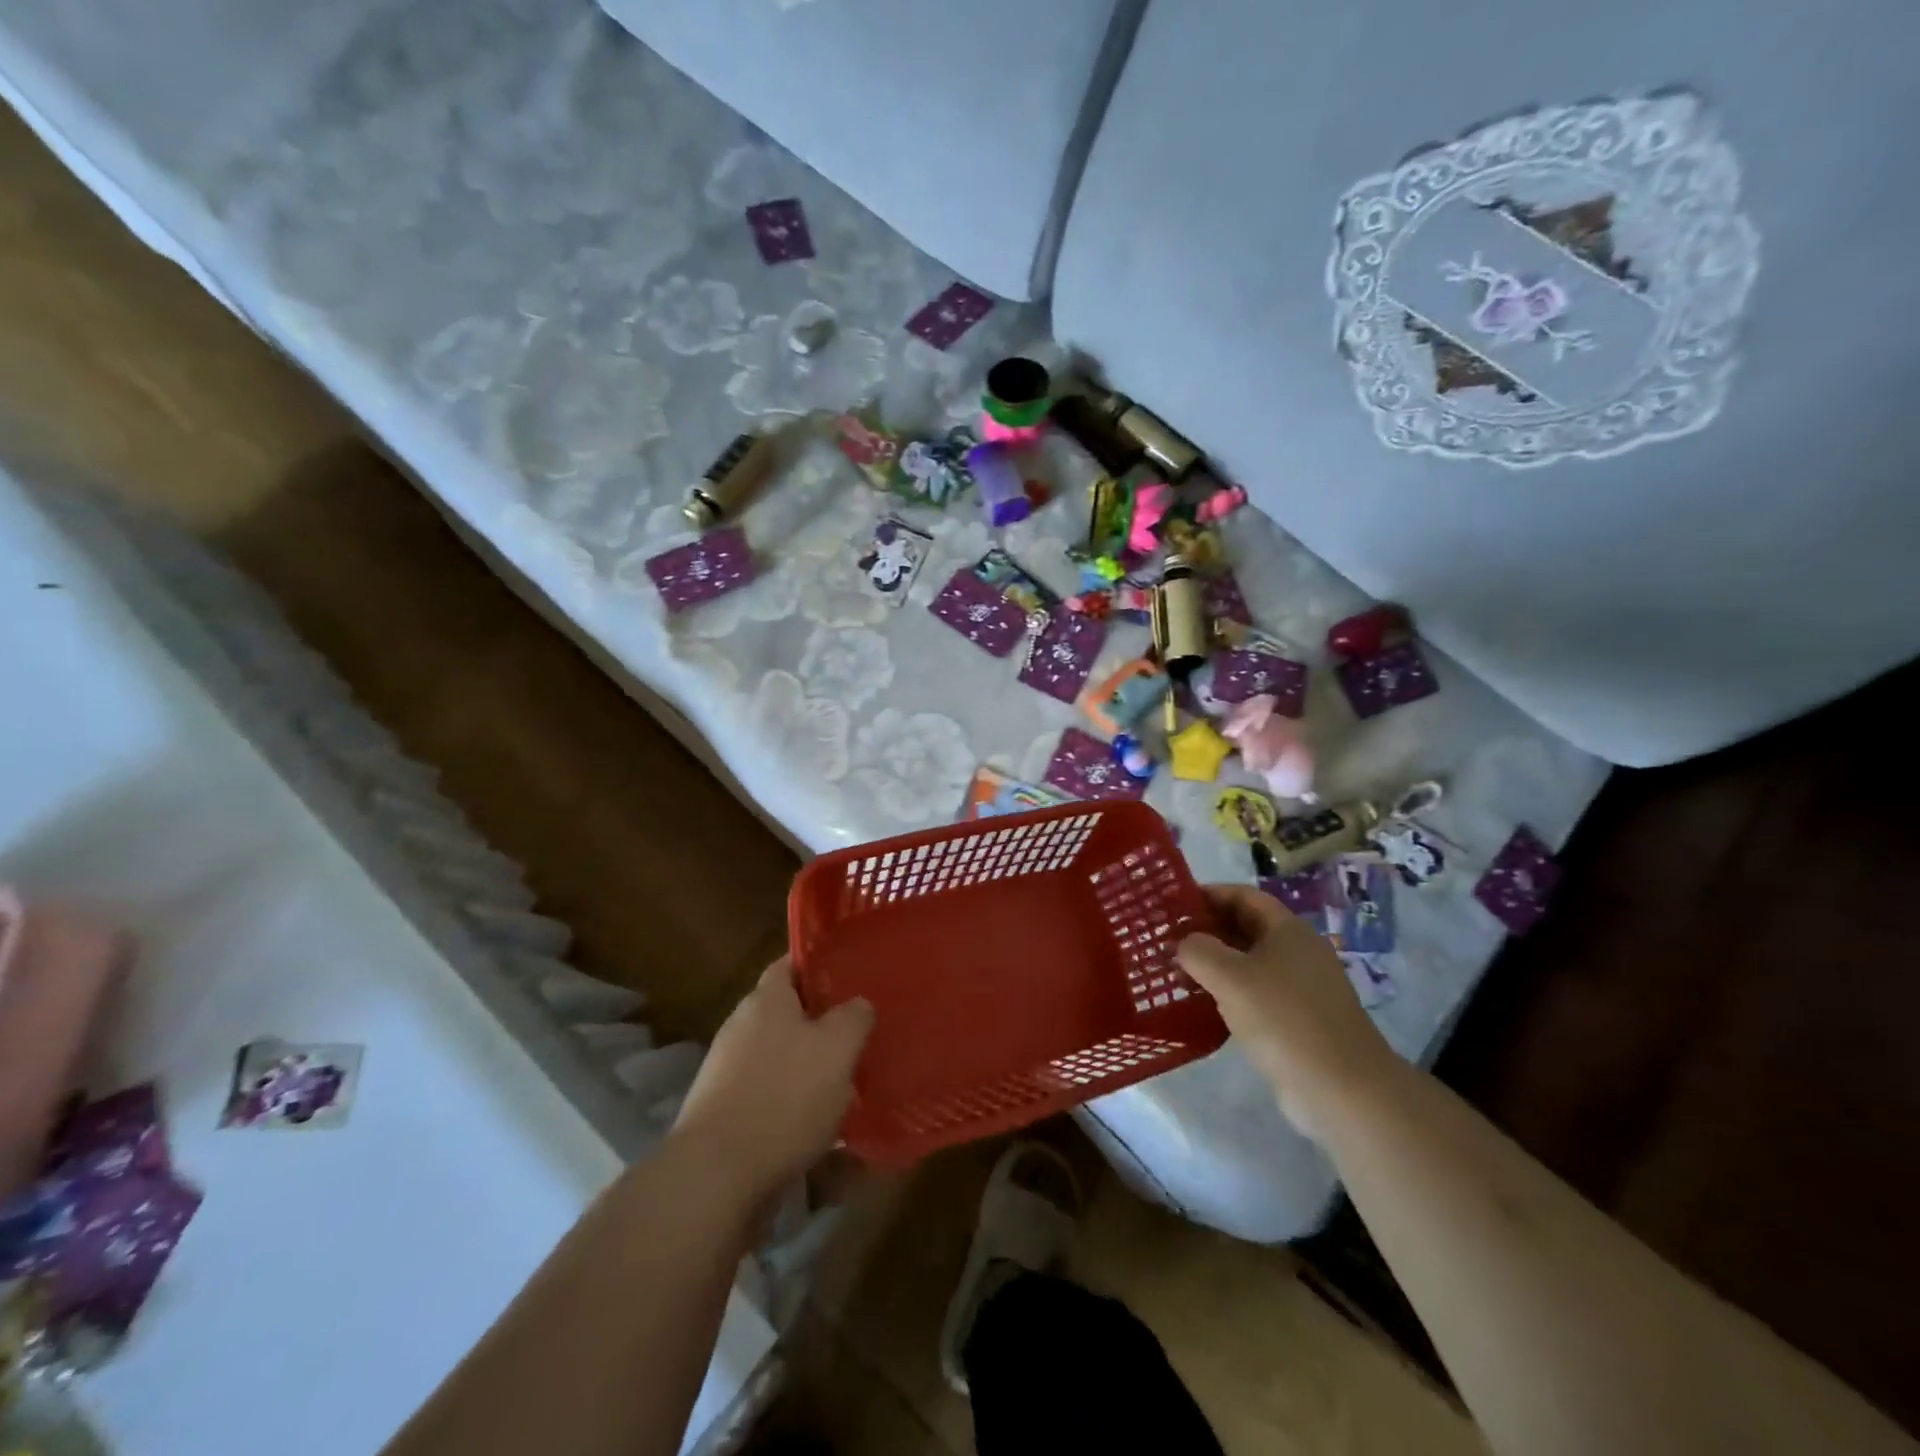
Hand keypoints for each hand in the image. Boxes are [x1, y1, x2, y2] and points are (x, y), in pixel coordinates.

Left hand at [671, 957, 873, 1200]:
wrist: (717, 1177)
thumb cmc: (784, 1097)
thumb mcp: (838, 1048)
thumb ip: (853, 1018)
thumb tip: (858, 1004)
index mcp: (766, 1000)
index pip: (790, 964)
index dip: (819, 966)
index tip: (850, 977)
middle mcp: (741, 1027)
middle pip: (786, 1013)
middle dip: (820, 1023)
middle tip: (858, 1035)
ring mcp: (727, 1072)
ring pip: (779, 1056)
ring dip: (809, 1068)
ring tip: (847, 1085)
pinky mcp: (724, 1113)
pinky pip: (768, 1095)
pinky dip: (792, 1104)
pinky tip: (818, 1125)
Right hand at [1177, 885, 1399, 1138]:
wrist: (1343, 1091)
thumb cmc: (1284, 1020)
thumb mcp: (1230, 977)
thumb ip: (1198, 950)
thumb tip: (1184, 944)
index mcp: (1288, 930)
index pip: (1242, 896)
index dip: (1207, 894)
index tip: (1172, 905)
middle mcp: (1297, 952)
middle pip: (1244, 927)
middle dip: (1206, 931)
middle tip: (1166, 941)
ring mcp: (1299, 988)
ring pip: (1247, 963)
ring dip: (1213, 965)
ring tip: (1175, 974)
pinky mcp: (1296, 1020)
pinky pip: (1254, 994)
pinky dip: (1227, 994)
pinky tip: (1201, 1007)